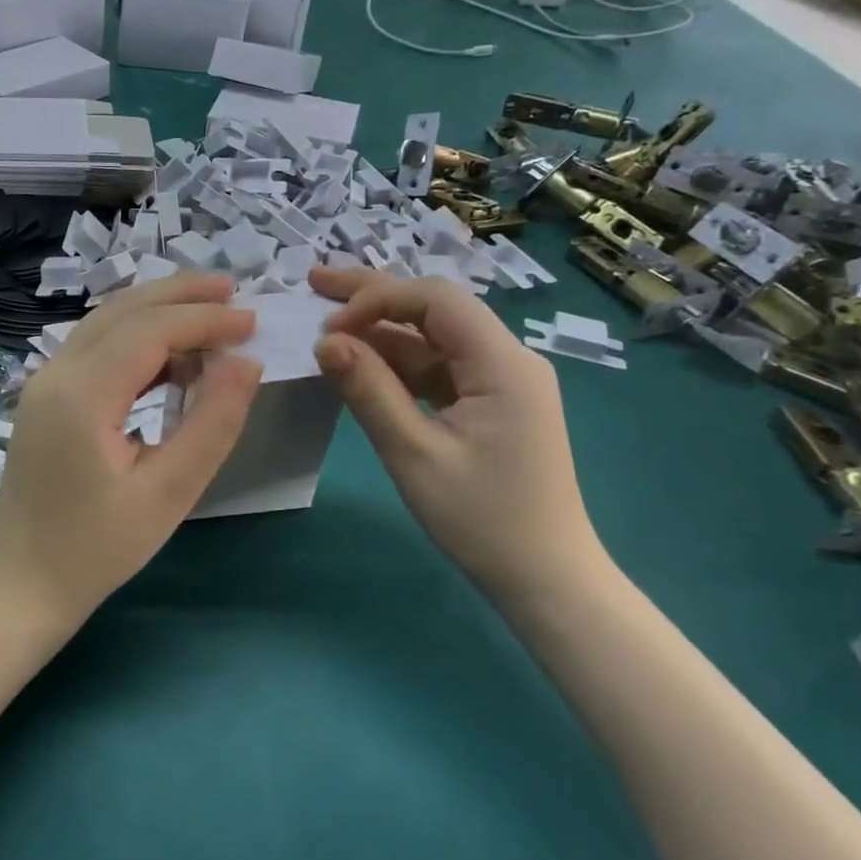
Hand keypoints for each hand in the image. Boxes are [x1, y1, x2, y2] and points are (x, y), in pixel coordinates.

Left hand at [0, 274, 262, 627]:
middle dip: (179, 294)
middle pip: (122, 311)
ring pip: (105, 325)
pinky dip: (135, 342)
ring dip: (157, 313)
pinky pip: (94, 351)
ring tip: (210, 318)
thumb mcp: (169, 493)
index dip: (204, 319)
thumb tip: (247, 363)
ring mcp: (43, 384)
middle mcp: (55, 374)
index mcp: (81, 395)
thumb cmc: (98, 549)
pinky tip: (171, 360)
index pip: (149, 330)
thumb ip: (212, 423)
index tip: (252, 322)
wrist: (23, 585)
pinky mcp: (44, 399)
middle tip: (233, 291)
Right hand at [308, 268, 612, 601]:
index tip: (328, 327)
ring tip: (327, 322)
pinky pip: (438, 367)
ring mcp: (500, 380)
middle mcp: (508, 358)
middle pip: (434, 308)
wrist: (546, 578)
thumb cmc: (483, 520)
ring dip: (381, 330)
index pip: (436, 299)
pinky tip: (361, 362)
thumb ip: (369, 391)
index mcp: (503, 363)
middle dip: (373, 295)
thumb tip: (326, 342)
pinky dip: (397, 363)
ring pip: (432, 337)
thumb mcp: (414, 454)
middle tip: (315, 281)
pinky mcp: (490, 401)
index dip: (377, 299)